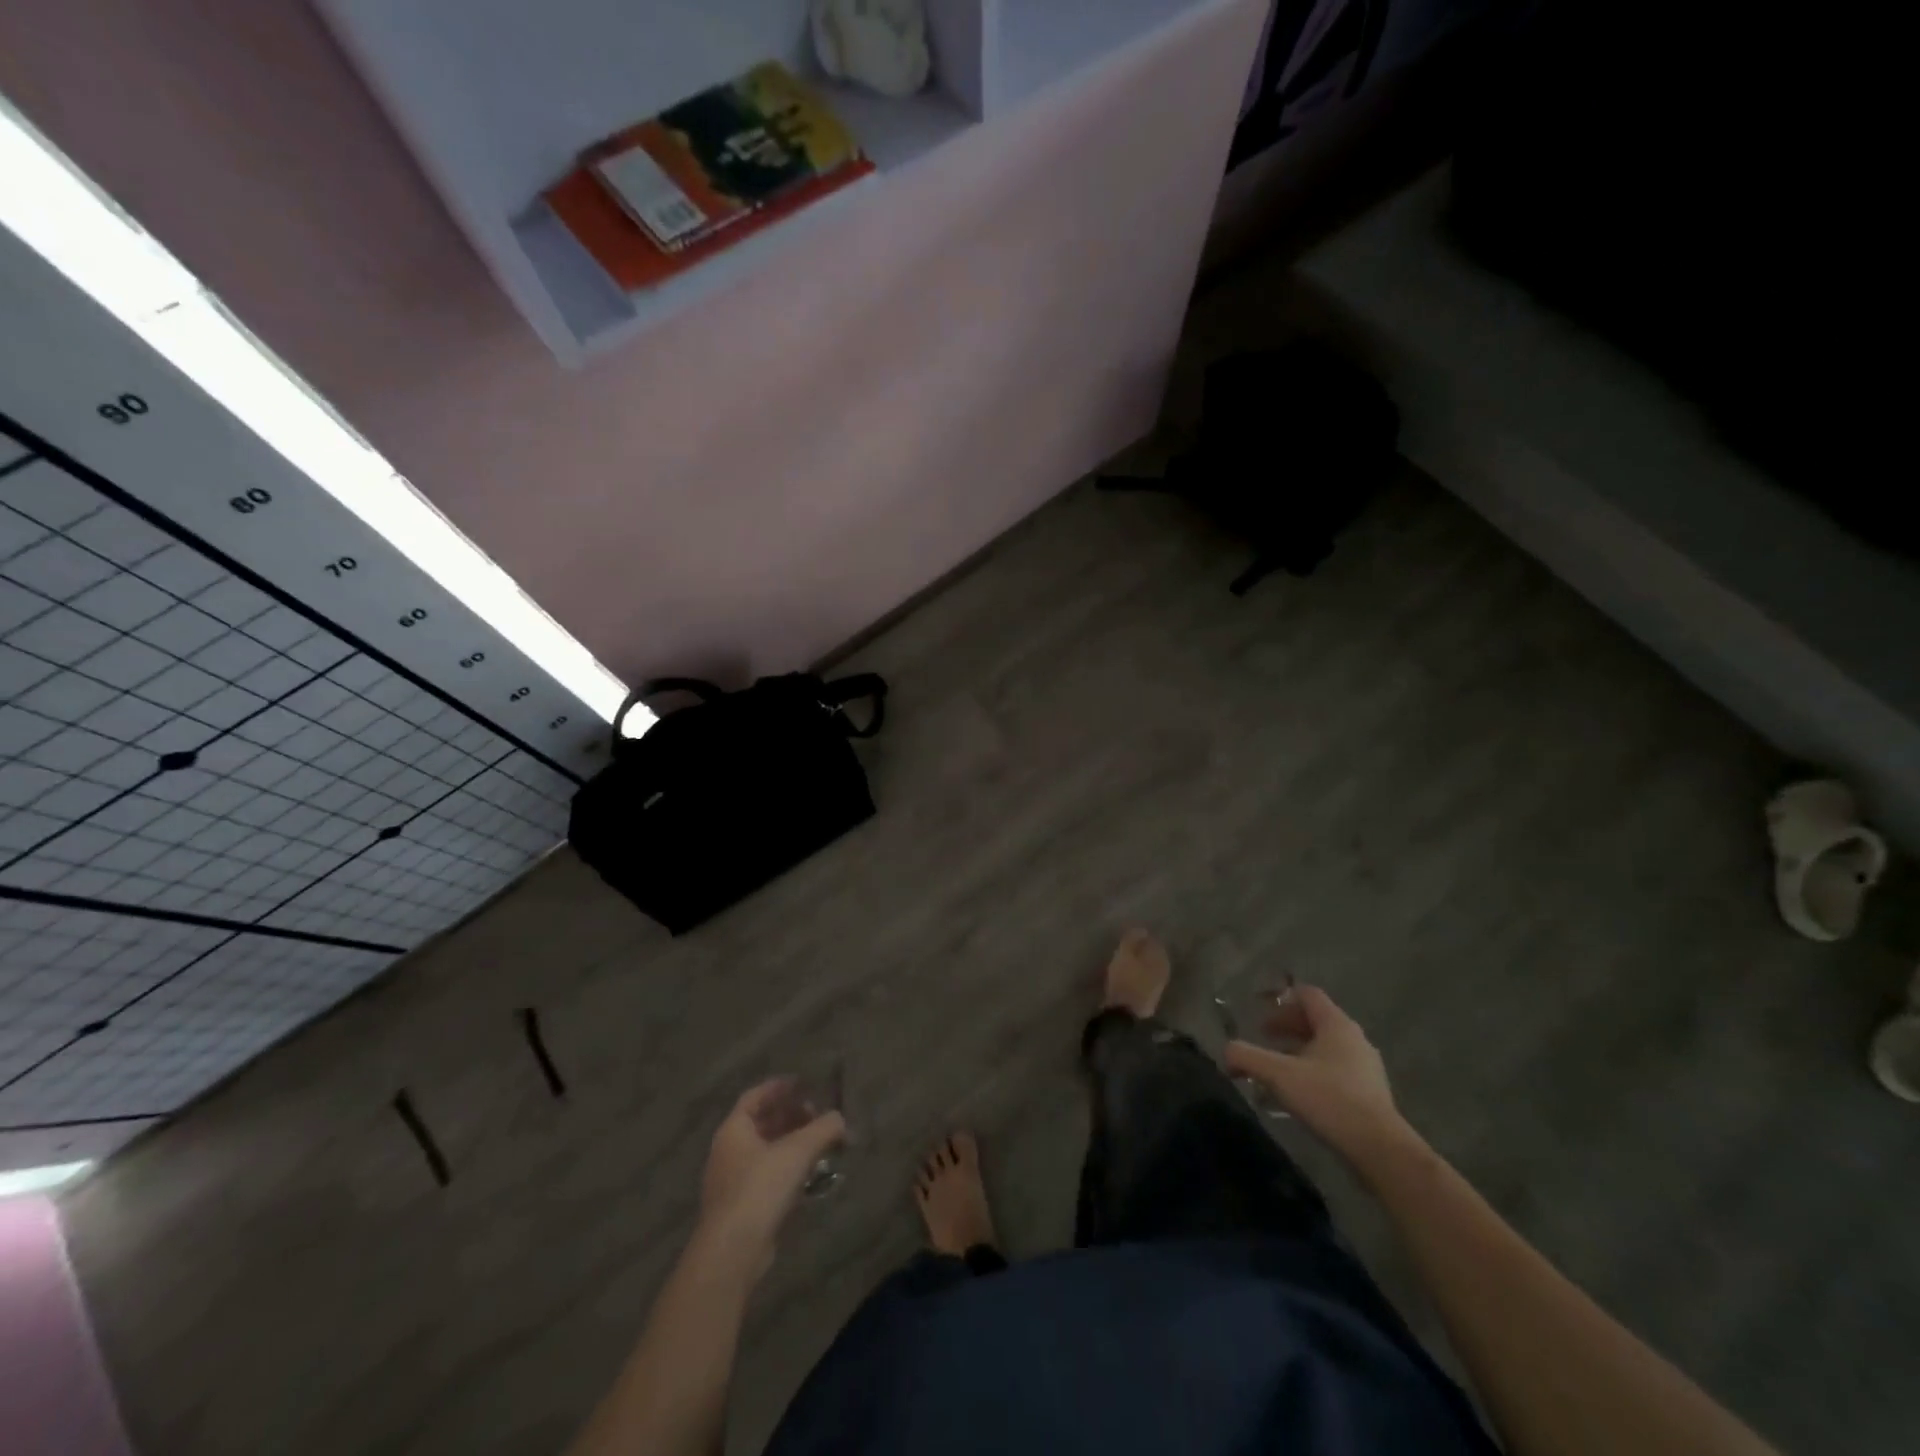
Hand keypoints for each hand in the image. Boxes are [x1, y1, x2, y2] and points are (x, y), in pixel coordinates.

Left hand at [697, 1079, 845, 1264]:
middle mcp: (729, 1151)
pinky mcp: (742, 1208)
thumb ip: (824, 1129)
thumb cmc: (760, 1188)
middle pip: (762, 1123)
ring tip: (820, 1144)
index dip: (779, 1087)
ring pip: (766, 1152)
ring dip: (792, 1144)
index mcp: (734, 1130)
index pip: (755, 1096)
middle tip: (817, 1114)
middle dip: (790, 1116)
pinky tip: (809, 1176)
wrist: (732, 1252)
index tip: (803, 1083)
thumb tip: (841, 1119)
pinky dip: (787, 1169)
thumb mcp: (798, 1151)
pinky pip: (767, 1177)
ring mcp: (733, 1182)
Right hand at [1225, 986, 1414, 1167]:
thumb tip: (1226, 1051)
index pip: (1308, 995)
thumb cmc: (1329, 1100)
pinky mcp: (1370, 1093)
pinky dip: (1312, 1071)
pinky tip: (1297, 1094)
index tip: (1259, 1010)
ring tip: (1276, 1068)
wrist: (1379, 1149)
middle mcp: (1354, 1039)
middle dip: (1286, 1026)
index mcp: (1336, 1025)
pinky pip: (1335, 1070)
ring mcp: (1365, 1067)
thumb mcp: (1278, 1075)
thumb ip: (1247, 1057)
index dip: (1282, 998)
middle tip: (1262, 1038)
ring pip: (1325, 1047)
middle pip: (1316, 1020)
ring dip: (1298, 1050)